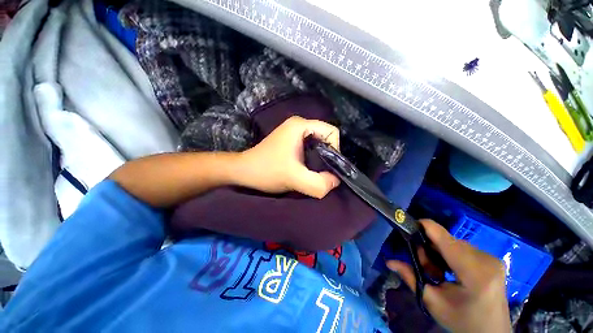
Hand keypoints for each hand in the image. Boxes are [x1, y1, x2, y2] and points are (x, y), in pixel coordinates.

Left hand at [238, 116, 340, 198]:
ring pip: (318, 145)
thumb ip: (318, 183)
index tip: (327, 167)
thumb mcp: (294, 179)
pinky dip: (312, 160)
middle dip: (327, 157)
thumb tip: (335, 181)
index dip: (335, 150)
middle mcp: (299, 125)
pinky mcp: (291, 142)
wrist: (243, 171)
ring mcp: (294, 133)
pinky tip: (306, 170)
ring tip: (312, 173)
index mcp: (301, 125)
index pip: (332, 132)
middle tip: (320, 173)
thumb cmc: (266, 171)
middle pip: (326, 138)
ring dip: (320, 160)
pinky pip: (310, 148)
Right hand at [387, 220, 510, 332]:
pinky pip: (464, 248)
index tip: (407, 226)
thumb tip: (389, 262)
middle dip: (430, 248)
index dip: (424, 227)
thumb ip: (411, 278)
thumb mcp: (433, 303)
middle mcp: (486, 259)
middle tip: (426, 268)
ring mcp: (492, 258)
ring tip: (439, 273)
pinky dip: (451, 255)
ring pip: (454, 243)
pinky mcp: (493, 259)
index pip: (445, 238)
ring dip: (440, 252)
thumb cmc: (463, 322)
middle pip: (447, 240)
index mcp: (474, 272)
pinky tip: (451, 271)